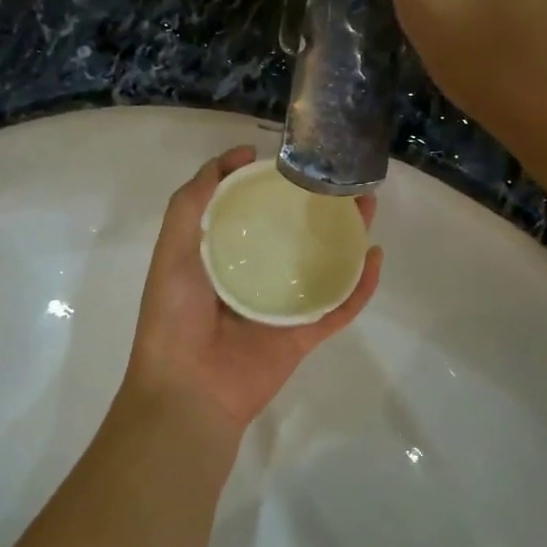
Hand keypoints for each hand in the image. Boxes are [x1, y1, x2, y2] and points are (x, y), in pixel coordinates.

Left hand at [123, 146, 381, 437]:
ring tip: (365, 205)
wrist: (189, 390)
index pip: (244, 210)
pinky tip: (375, 257)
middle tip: (338, 179)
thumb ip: (190, 205)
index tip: (279, 156)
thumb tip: (227, 161)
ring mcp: (279, 305)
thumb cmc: (174, 317)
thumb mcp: (171, 250)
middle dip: (314, 204)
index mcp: (217, 257)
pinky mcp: (302, 334)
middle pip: (290, 232)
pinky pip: (338, 307)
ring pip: (321, 264)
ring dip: (345, 236)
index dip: (261, 181)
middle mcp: (251, 276)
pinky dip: (360, 286)